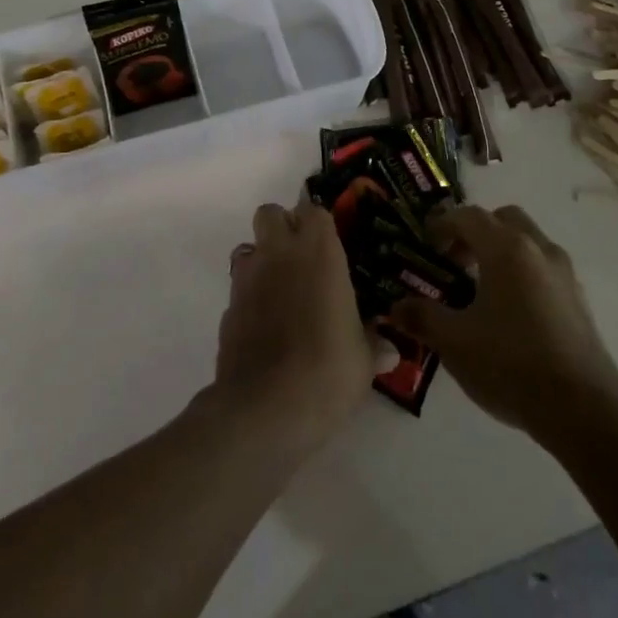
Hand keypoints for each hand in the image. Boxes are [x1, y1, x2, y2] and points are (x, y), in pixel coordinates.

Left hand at [212, 201, 393, 449]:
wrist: (267, 406)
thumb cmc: (328, 370)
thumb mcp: (363, 360)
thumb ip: (372, 345)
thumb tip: (389, 350)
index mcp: (318, 252)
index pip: (314, 210)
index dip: (319, 223)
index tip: (330, 242)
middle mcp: (279, 254)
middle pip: (270, 213)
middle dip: (282, 227)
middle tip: (301, 257)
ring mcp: (247, 279)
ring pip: (248, 247)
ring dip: (262, 260)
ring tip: (281, 291)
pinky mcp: (228, 308)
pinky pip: (238, 288)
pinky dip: (250, 297)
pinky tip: (265, 326)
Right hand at [389, 205, 617, 442]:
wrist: (584, 410)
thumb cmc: (510, 364)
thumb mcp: (454, 342)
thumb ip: (423, 317)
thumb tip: (397, 307)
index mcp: (506, 249)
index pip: (468, 216)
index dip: (442, 224)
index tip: (424, 244)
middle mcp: (538, 250)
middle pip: (504, 220)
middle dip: (476, 233)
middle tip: (454, 262)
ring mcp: (564, 274)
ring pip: (528, 243)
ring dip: (501, 252)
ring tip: (479, 290)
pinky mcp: (579, 301)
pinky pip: (543, 269)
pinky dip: (522, 274)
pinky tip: (508, 314)